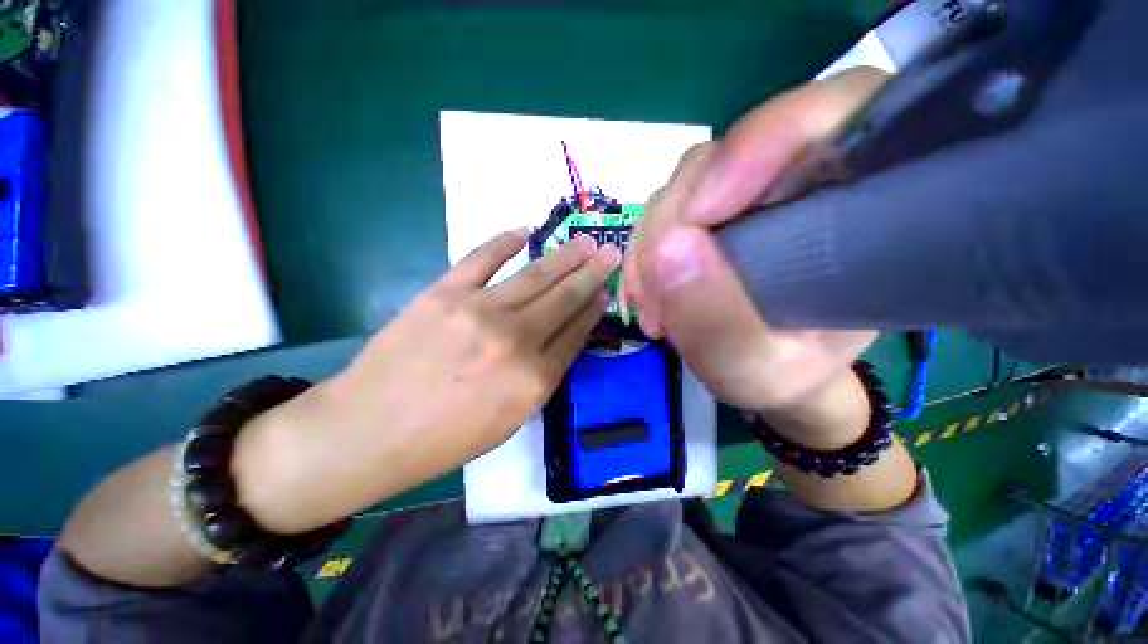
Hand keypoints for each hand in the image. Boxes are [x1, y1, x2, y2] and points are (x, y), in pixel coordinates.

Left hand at [233, 230, 619, 532]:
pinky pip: (482, 258)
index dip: (593, 310)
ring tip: (585, 242)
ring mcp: (480, 312)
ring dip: (565, 256)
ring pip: (535, 275)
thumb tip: (564, 336)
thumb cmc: (445, 438)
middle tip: (610, 253)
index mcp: (534, 379)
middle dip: (592, 274)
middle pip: (564, 298)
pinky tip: (524, 231)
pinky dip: (504, 242)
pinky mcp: (445, 293)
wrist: (370, 431)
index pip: (576, 333)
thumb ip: (542, 376)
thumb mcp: (510, 420)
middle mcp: (516, 341)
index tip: (604, 292)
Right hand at [622, 68, 887, 415]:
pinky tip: (645, 296)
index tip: (700, 217)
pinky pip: (662, 212)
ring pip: (682, 186)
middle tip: (656, 296)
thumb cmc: (784, 373)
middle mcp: (798, 180)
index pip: (830, 115)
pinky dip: (644, 253)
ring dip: (650, 246)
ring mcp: (746, 193)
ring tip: (651, 310)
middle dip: (672, 223)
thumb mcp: (757, 369)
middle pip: (723, 155)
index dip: (759, 143)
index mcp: (856, 203)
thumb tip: (666, 251)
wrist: (769, 373)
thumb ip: (719, 323)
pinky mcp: (710, 211)